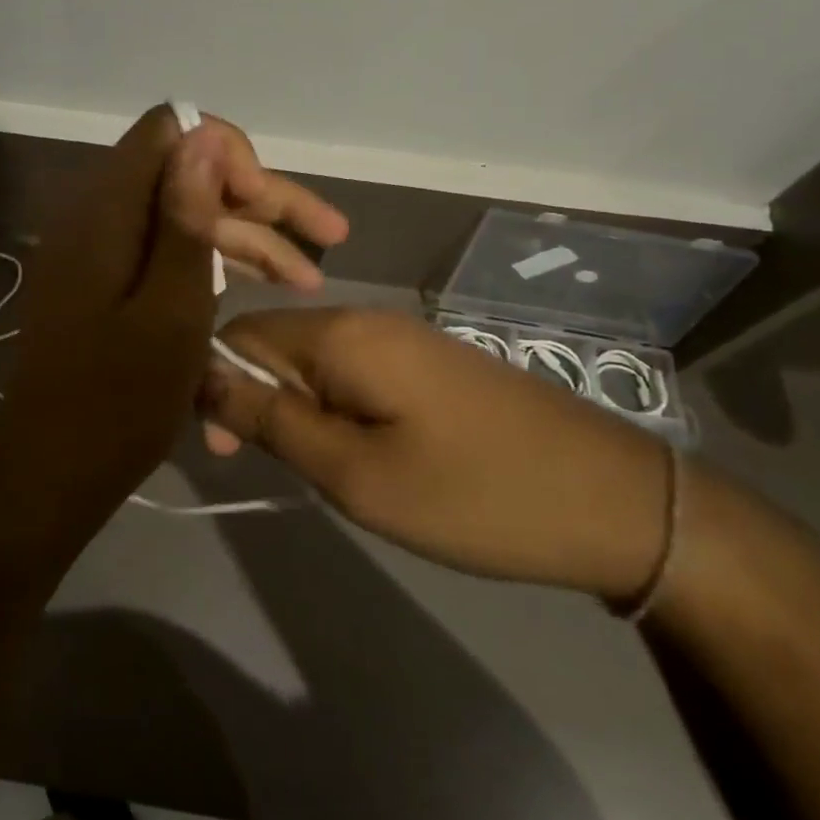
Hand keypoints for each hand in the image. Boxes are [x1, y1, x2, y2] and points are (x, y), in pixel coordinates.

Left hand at [0, 107, 348, 500]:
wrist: (52, 474)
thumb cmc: (118, 403)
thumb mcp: (171, 311)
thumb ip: (185, 219)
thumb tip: (202, 135)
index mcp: (104, 214)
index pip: (168, 131)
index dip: (226, 153)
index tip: (265, 202)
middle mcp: (94, 217)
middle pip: (183, 174)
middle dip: (257, 199)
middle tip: (328, 234)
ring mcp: (96, 251)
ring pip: (181, 216)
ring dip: (245, 238)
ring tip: (307, 279)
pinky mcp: (102, 283)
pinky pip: (163, 251)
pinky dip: (212, 264)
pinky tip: (260, 288)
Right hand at [201, 308, 672, 602]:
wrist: (616, 501)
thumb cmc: (473, 494)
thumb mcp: (355, 473)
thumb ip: (272, 420)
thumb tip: (204, 378)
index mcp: (341, 333)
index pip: (241, 334)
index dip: (215, 385)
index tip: (226, 450)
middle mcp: (367, 318)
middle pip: (276, 343)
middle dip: (256, 399)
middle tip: (271, 469)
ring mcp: (404, 336)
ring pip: (314, 361)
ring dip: (295, 408)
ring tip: (317, 469)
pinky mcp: (430, 362)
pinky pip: (353, 371)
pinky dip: (334, 407)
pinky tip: (357, 452)